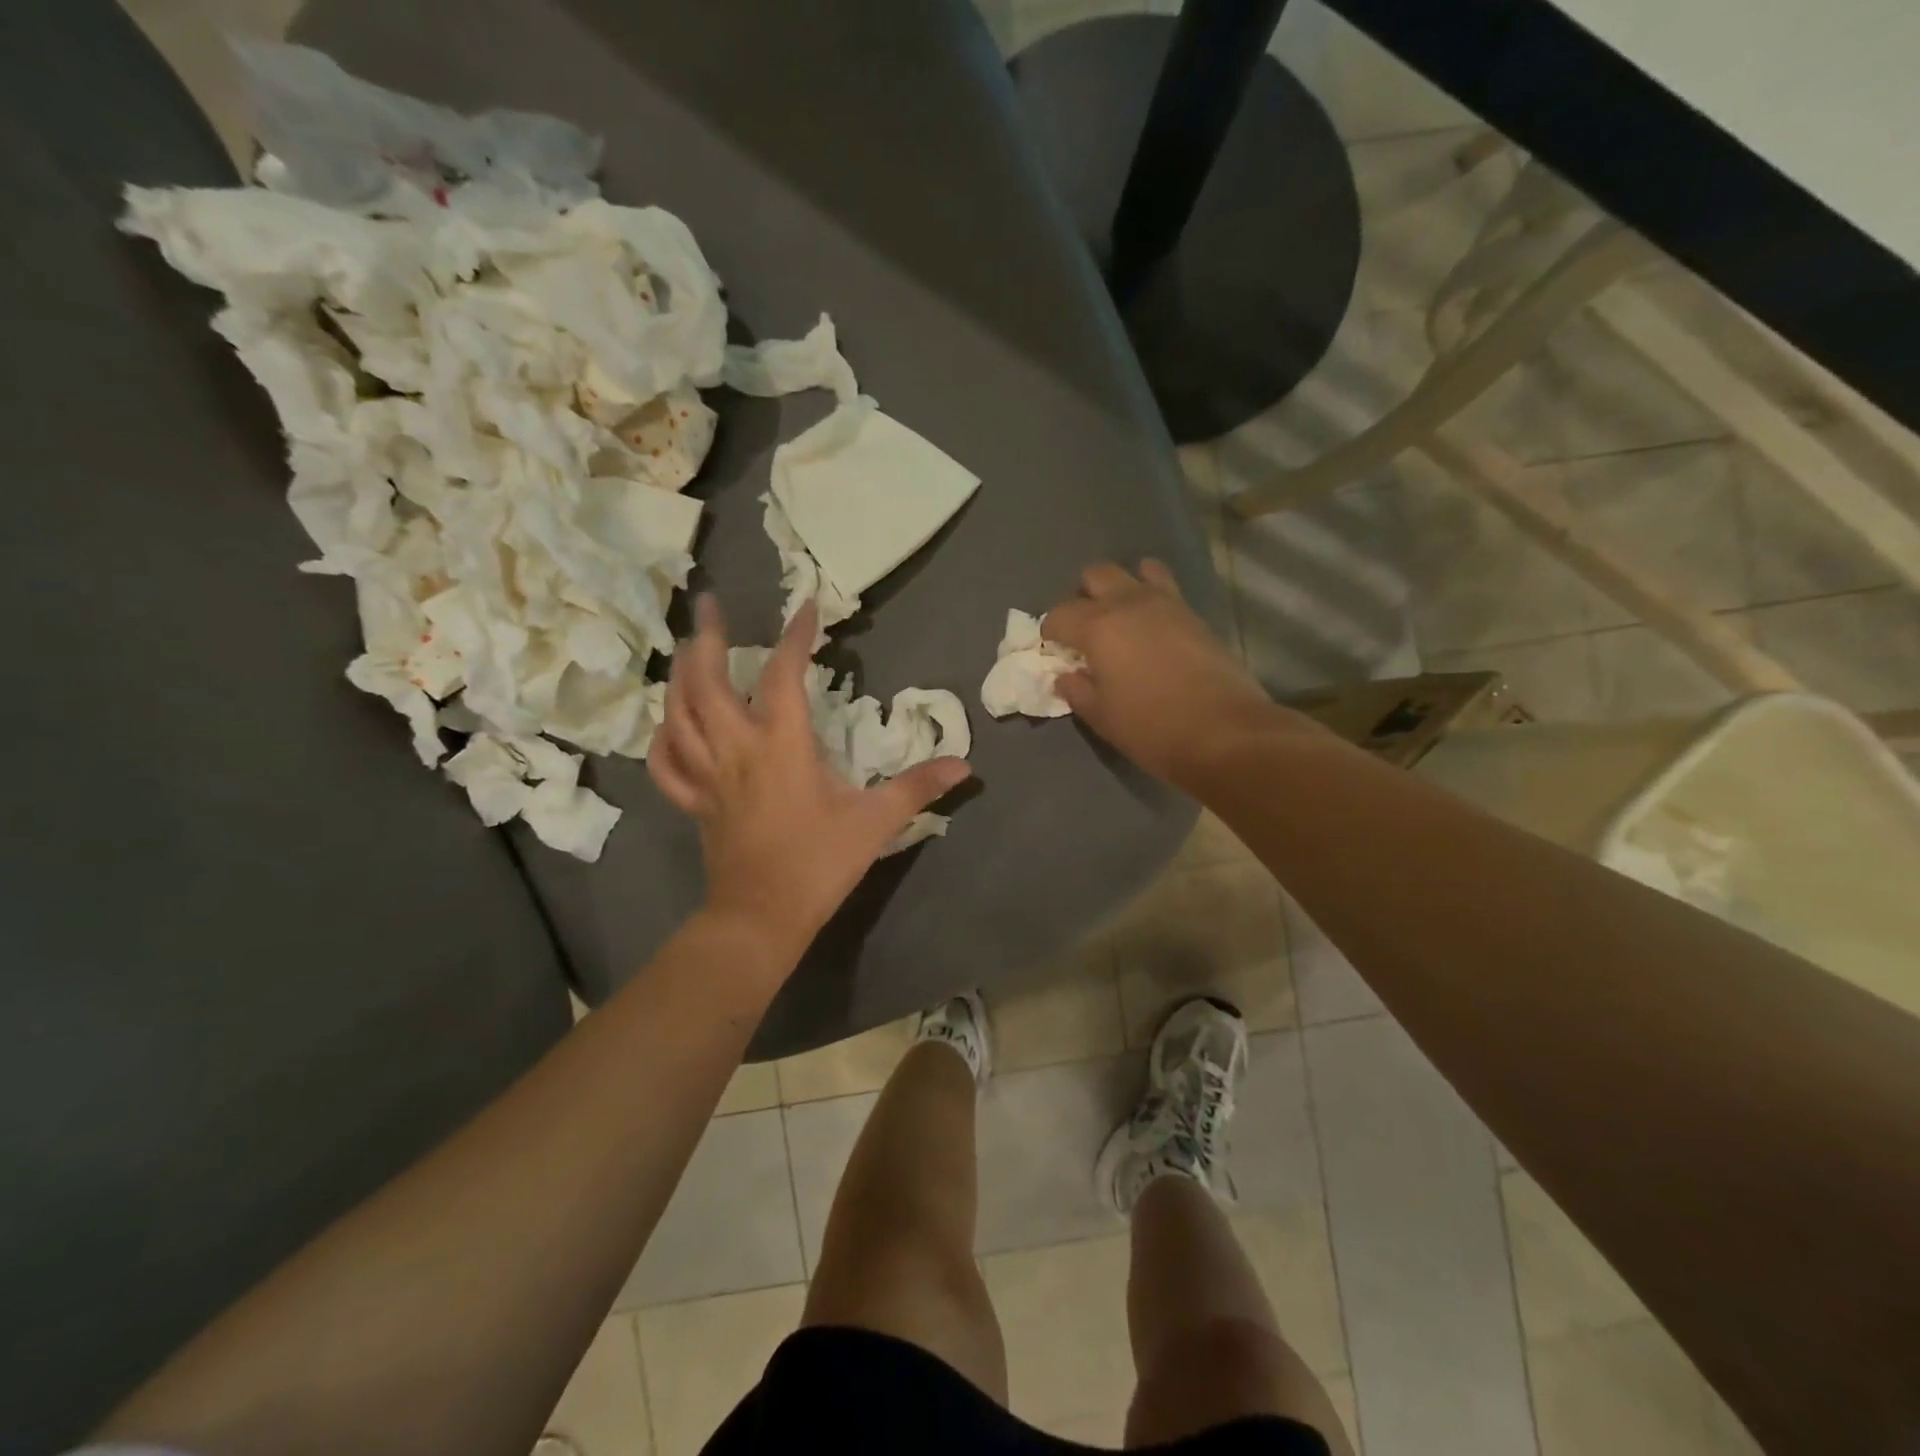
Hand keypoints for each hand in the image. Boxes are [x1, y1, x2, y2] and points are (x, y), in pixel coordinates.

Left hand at [649, 596, 971, 959]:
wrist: (761, 918)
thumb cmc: (819, 864)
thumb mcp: (876, 822)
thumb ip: (918, 787)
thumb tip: (965, 765)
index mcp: (781, 745)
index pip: (783, 675)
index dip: (796, 637)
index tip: (807, 607)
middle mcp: (736, 748)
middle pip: (706, 680)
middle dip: (705, 636)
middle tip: (708, 604)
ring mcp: (708, 775)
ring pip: (678, 713)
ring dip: (679, 675)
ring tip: (686, 649)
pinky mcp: (695, 802)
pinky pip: (667, 762)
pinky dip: (664, 736)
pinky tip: (671, 724)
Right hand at [1043, 560, 1281, 787]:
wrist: (1224, 732)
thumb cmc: (1151, 728)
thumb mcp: (1102, 716)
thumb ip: (1077, 690)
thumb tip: (1065, 676)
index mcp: (1098, 626)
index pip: (1059, 614)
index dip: (1051, 633)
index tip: (1055, 652)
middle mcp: (1129, 602)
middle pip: (1096, 575)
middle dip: (1083, 597)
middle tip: (1085, 630)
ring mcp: (1167, 603)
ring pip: (1136, 570)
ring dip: (1122, 588)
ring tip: (1122, 619)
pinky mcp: (1195, 614)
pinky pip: (1166, 588)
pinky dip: (1152, 598)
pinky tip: (1153, 629)